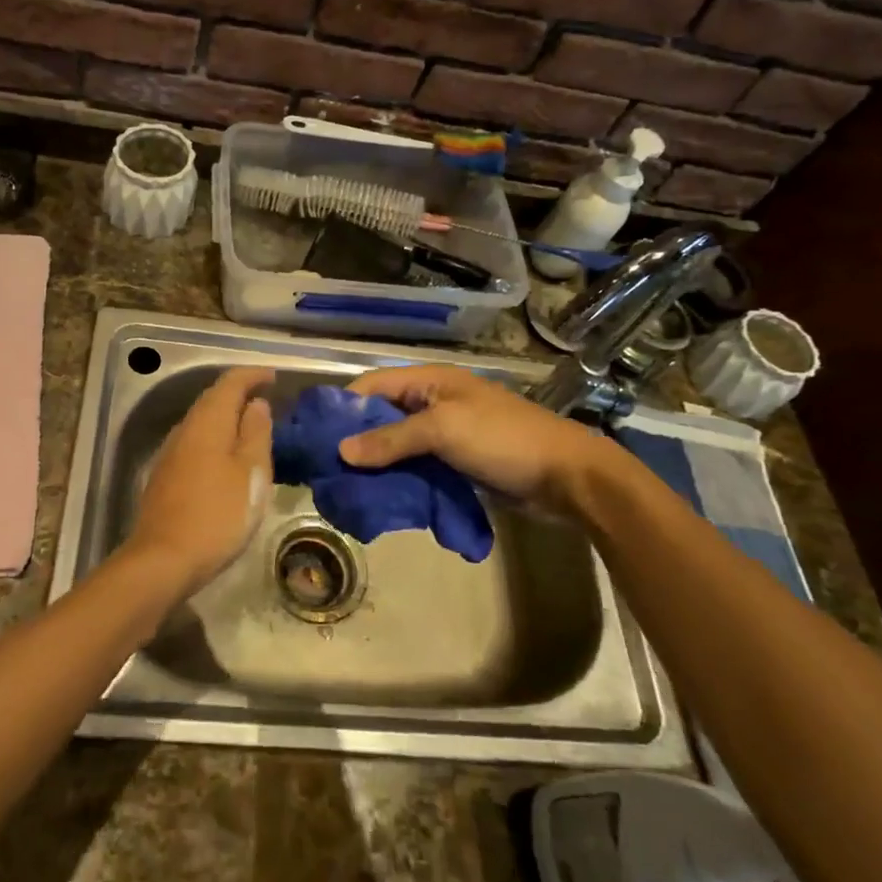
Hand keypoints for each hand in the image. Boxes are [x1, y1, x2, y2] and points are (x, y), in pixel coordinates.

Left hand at [125, 367, 273, 596]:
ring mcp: (171, 453)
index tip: (274, 377)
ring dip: (227, 417)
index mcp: (208, 421)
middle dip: (239, 393)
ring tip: (252, 426)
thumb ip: (256, 433)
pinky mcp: (165, 476)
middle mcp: (185, 429)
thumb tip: (257, 403)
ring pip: (202, 422)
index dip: (253, 375)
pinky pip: (195, 442)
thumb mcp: (251, 472)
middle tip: (267, 399)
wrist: (164, 559)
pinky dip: (215, 438)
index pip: (230, 382)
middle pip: (213, 399)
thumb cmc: (218, 513)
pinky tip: (227, 456)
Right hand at [337, 366, 609, 514]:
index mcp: (430, 381)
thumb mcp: (443, 430)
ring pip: (398, 446)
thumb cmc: (502, 439)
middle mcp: (433, 402)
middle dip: (356, 440)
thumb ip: (391, 439)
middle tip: (326, 469)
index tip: (315, 436)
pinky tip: (380, 499)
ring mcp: (446, 435)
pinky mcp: (456, 463)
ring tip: (346, 488)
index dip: (343, 407)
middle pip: (381, 417)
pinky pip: (417, 467)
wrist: (567, 476)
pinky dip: (399, 480)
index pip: (372, 385)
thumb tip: (341, 451)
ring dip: (376, 464)